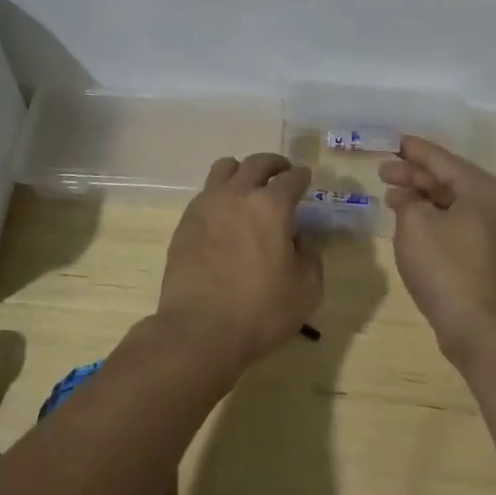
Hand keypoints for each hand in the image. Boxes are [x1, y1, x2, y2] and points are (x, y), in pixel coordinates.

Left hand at [156, 153, 320, 375]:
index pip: (291, 178)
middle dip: (274, 165)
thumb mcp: (307, 289)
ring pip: (225, 168)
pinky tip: (225, 214)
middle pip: (257, 163)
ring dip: (242, 171)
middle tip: (281, 173)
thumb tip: (296, 237)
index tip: (305, 179)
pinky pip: (206, 193)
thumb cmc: (260, 312)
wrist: (199, 331)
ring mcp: (207, 205)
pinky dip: (220, 194)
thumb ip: (309, 255)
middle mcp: (238, 194)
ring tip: (248, 186)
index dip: (302, 177)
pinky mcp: (186, 221)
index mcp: (271, 206)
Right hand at [381, 137, 495, 364]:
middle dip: (415, 175)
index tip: (392, 141)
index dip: (414, 150)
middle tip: (384, 172)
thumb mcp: (415, 224)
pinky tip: (411, 221)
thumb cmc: (446, 267)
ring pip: (453, 203)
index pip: (443, 160)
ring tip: (392, 196)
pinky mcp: (489, 256)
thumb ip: (409, 200)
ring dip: (422, 197)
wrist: (479, 328)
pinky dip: (434, 217)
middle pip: (449, 180)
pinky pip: (458, 223)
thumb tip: (410, 199)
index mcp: (484, 189)